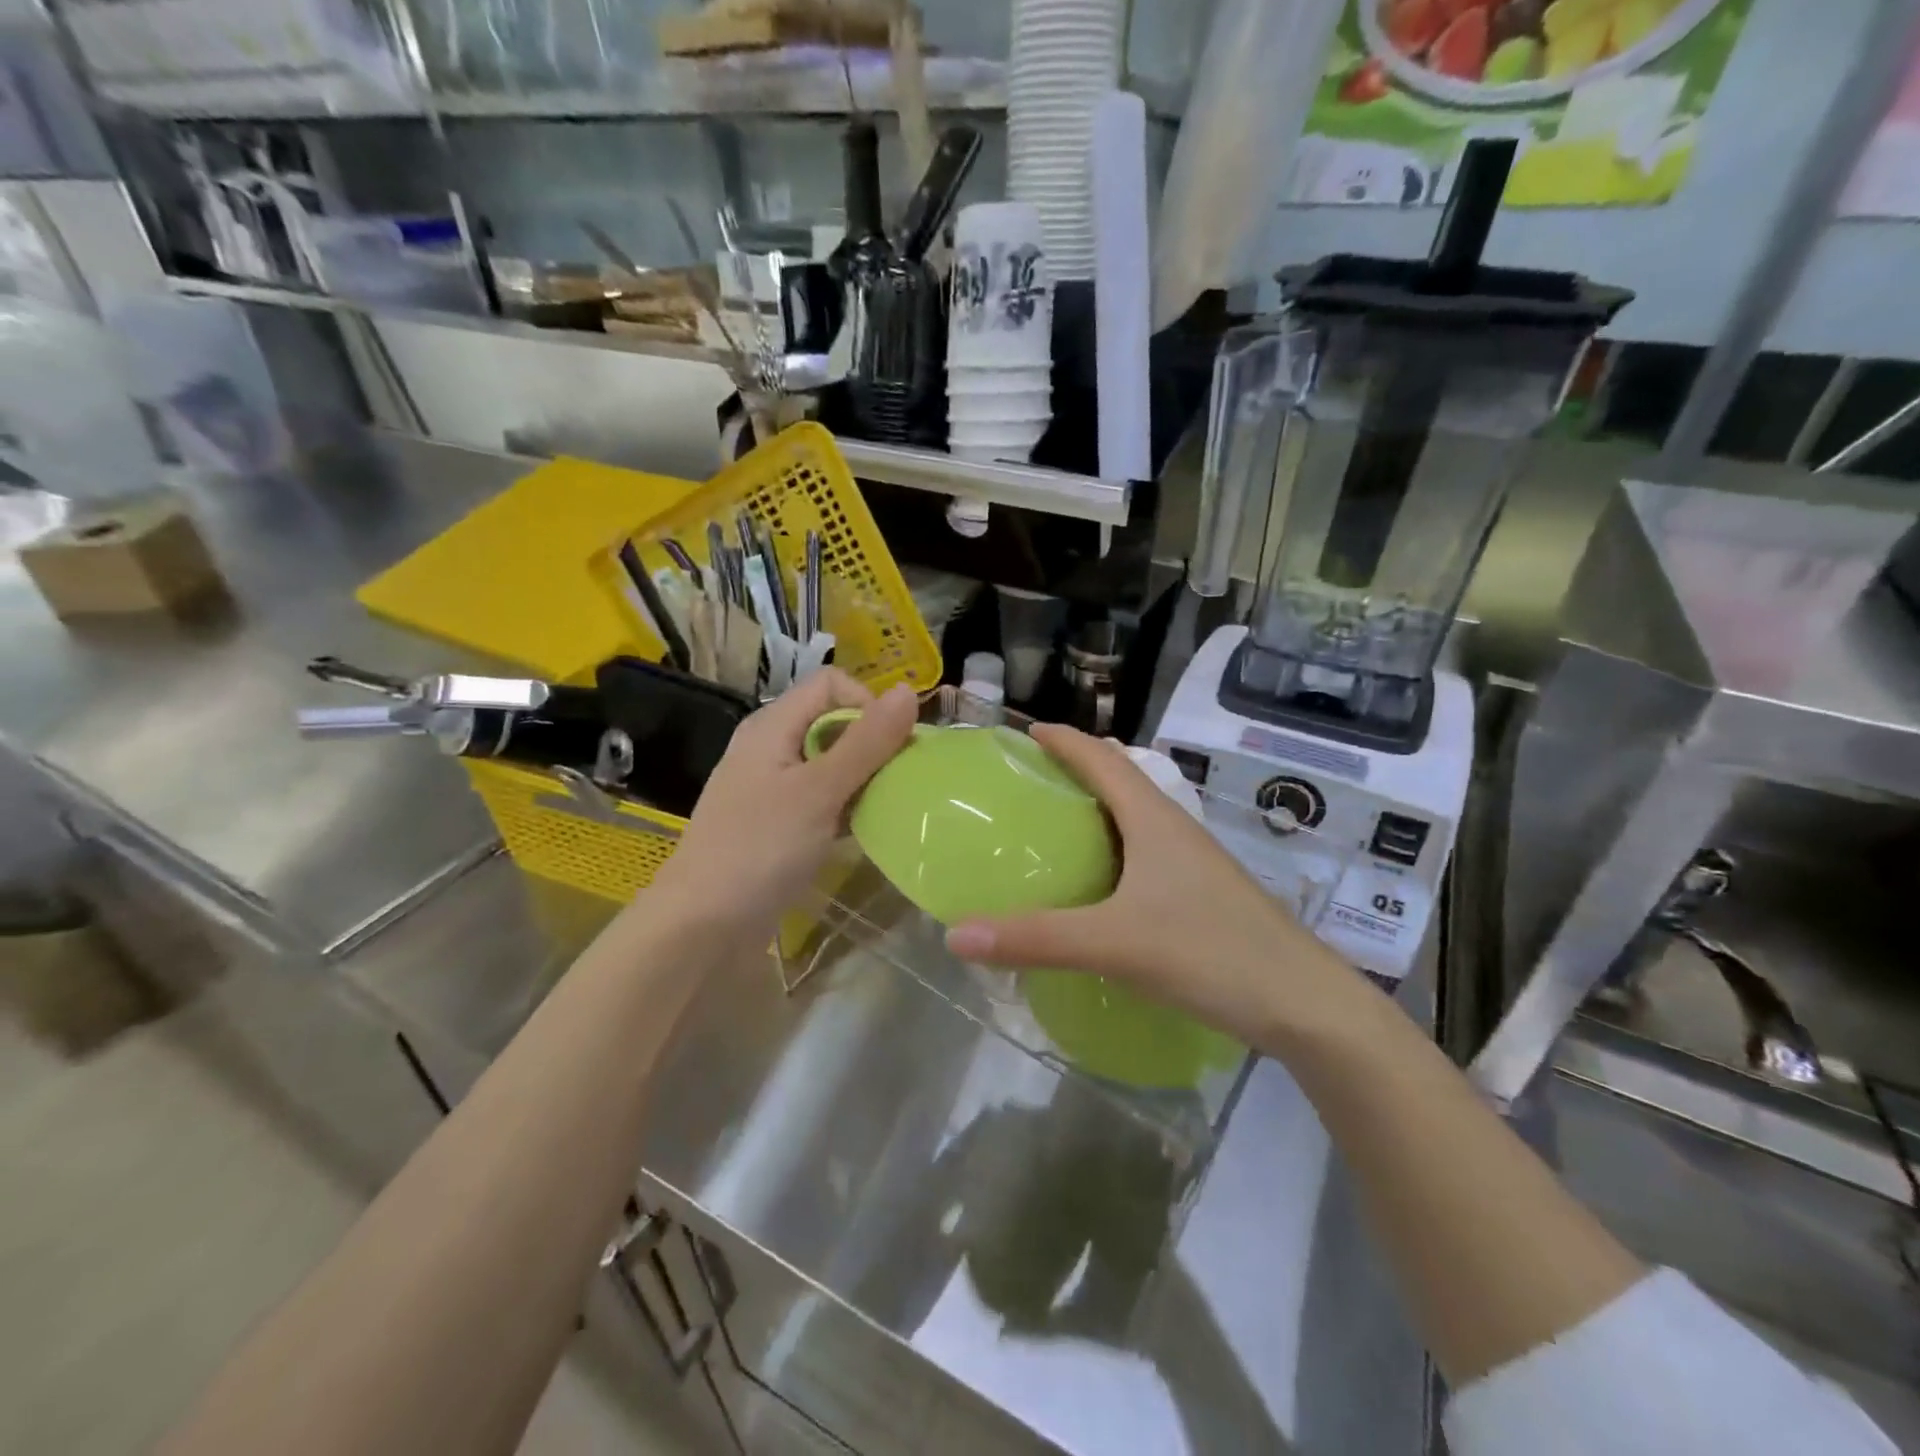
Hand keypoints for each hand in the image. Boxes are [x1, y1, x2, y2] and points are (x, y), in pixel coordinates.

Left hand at [651, 670, 917, 942]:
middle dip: (873, 745)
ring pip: (832, 764)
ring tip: (890, 807)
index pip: (832, 685)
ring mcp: (772, 788)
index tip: (896, 746)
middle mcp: (772, 747)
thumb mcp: (820, 791)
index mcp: (773, 725)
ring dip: (864, 779)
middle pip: (834, 723)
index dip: (869, 704)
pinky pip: (823, 799)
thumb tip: (909, 691)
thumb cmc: (760, 848)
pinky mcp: (778, 824)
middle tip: (900, 781)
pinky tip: (866, 831)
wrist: (702, 927)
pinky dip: (848, 808)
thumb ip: (867, 742)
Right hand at [943, 725, 1353, 1053]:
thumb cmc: (1210, 953)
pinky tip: (1097, 886)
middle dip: (1076, 768)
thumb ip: (1035, 938)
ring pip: (1136, 817)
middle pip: (1120, 779)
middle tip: (1027, 782)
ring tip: (1053, 827)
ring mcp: (1193, 862)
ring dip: (1096, 810)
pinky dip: (1112, 849)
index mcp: (1153, 818)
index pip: (1102, 758)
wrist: (1304, 1003)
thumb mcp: (1114, 943)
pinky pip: (1145, 852)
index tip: (1024, 732)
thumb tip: (955, 935)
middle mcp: (1174, 829)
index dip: (1063, 739)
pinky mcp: (1201, 894)